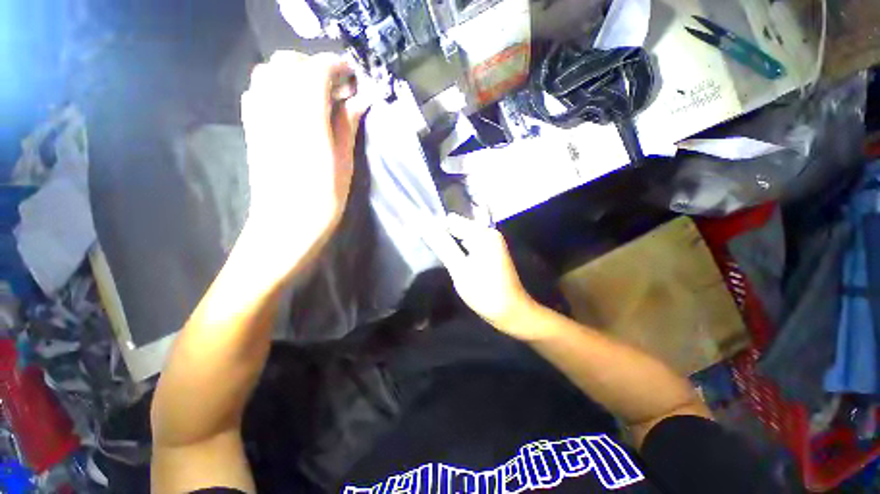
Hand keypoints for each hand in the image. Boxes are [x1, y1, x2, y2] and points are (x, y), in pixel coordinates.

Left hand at [240, 51, 366, 273]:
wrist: (286, 223)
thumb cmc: (323, 198)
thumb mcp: (344, 162)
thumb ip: (347, 124)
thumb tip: (358, 99)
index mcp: (305, 116)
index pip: (317, 69)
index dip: (337, 66)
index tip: (352, 76)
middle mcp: (276, 106)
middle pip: (287, 63)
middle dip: (313, 67)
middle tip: (335, 88)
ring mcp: (258, 115)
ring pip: (269, 73)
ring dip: (293, 75)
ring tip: (314, 96)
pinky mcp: (251, 126)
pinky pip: (258, 91)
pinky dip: (276, 88)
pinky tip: (292, 108)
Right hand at [421, 214, 538, 334]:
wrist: (512, 311)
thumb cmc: (485, 292)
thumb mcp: (460, 269)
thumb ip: (443, 246)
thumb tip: (425, 227)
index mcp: (483, 233)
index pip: (451, 220)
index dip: (436, 229)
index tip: (424, 241)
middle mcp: (489, 232)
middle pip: (458, 226)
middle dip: (444, 236)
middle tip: (432, 251)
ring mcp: (491, 241)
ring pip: (463, 235)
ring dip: (451, 243)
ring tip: (439, 255)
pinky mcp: (491, 250)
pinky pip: (470, 243)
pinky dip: (460, 248)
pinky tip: (452, 259)